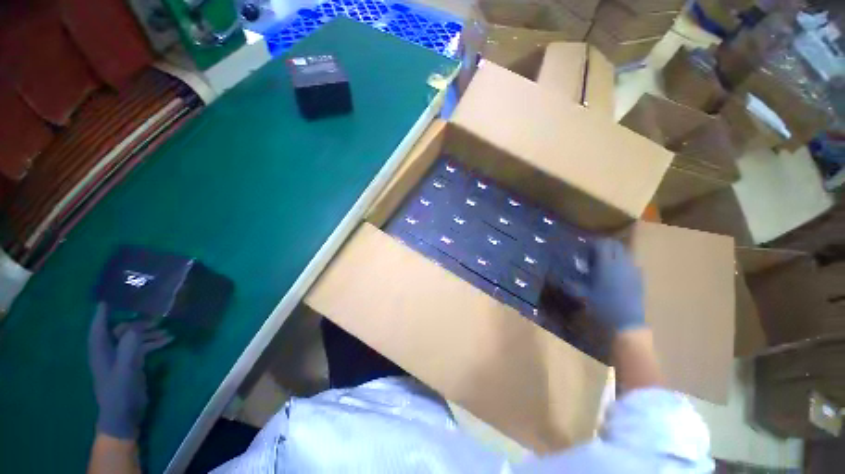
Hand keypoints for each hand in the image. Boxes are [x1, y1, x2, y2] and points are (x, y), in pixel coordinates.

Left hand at [87, 303, 171, 439]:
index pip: (99, 323)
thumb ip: (129, 345)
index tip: (114, 294)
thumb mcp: (126, 368)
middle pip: (120, 328)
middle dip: (137, 321)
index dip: (104, 309)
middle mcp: (108, 350)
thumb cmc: (120, 392)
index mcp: (100, 349)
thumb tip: (137, 324)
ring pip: (133, 337)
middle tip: (156, 313)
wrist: (123, 417)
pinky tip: (168, 341)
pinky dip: (153, 342)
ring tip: (167, 329)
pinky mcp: (130, 364)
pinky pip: (141, 347)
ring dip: (149, 332)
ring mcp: (119, 358)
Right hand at [563, 238, 645, 333]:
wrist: (626, 323)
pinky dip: (622, 264)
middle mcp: (622, 263)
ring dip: (613, 254)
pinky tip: (615, 275)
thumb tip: (562, 278)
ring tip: (603, 265)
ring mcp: (633, 271)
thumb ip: (572, 283)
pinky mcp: (639, 279)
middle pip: (615, 245)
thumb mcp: (582, 294)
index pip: (601, 244)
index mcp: (607, 264)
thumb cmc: (602, 306)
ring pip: (625, 253)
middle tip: (592, 255)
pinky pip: (631, 264)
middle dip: (603, 246)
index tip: (583, 251)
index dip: (591, 244)